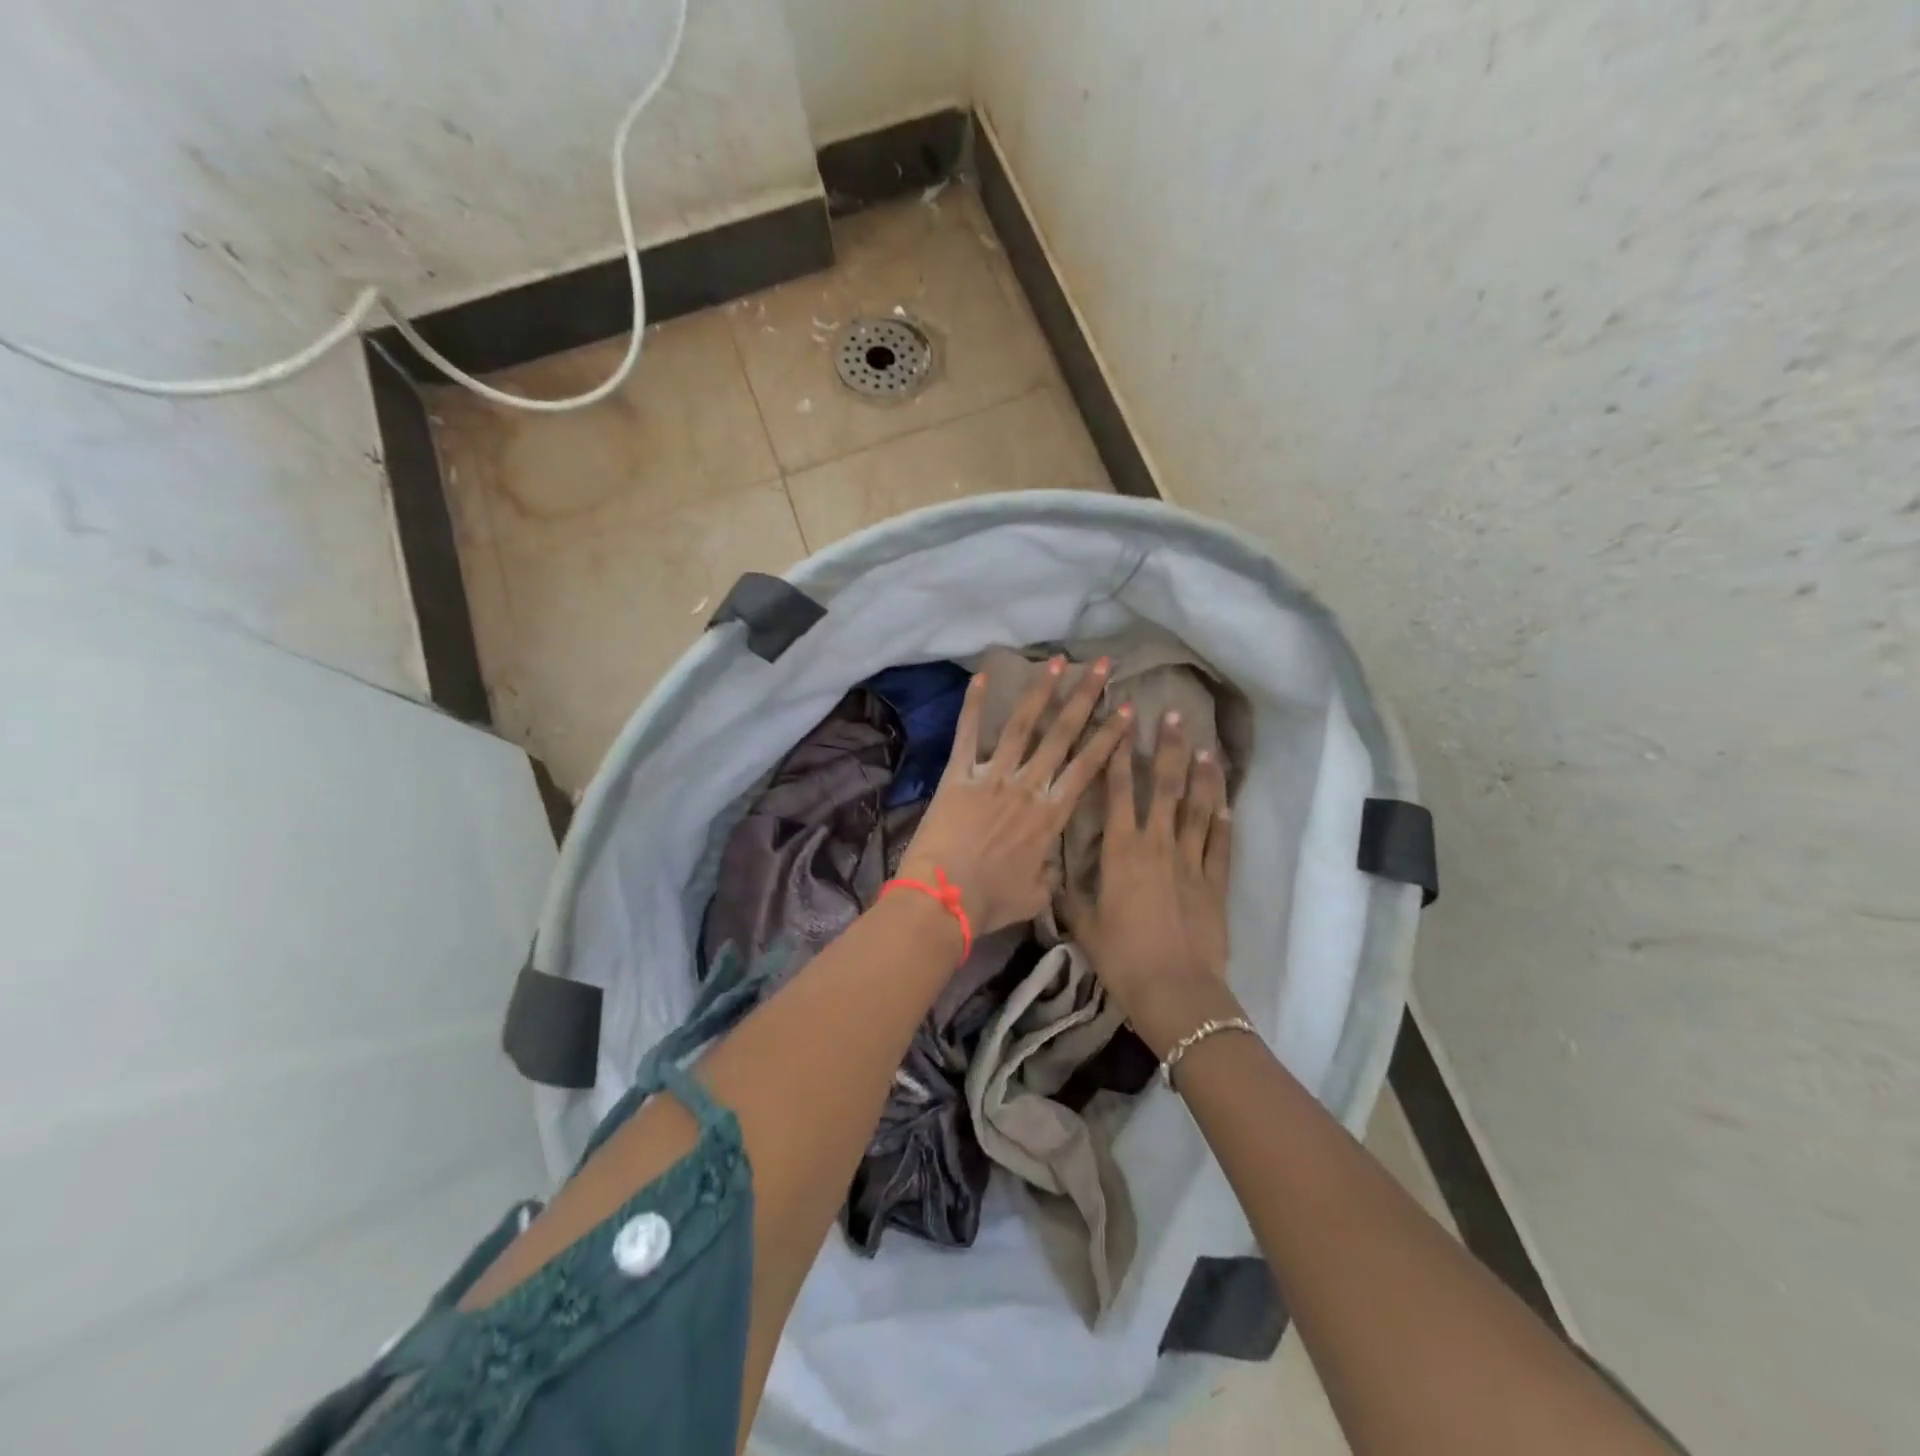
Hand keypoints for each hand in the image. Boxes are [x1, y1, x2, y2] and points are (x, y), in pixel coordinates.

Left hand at [898, 656, 1131, 939]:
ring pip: (1022, 726)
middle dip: (1084, 698)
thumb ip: (1050, 873)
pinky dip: (973, 705)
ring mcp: (992, 777)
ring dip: (1040, 692)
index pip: (1088, 767)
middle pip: (1062, 735)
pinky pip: (967, 734)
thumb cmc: (990, 902)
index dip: (1110, 736)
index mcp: (1051, 815)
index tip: (1128, 708)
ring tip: (1057, 662)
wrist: (943, 900)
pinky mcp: (958, 776)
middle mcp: (1028, 787)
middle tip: (1102, 666)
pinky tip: (981, 676)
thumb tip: (1053, 864)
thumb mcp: (1035, 894)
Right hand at [1067, 709, 1239, 1055]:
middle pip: (1166, 787)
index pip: (1120, 790)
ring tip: (1206, 748)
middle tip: (1175, 715)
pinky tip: (1226, 800)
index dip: (1120, 754)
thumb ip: (1068, 895)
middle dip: (1168, 748)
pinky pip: (1220, 844)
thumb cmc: (1121, 956)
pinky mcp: (1216, 883)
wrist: (1174, 989)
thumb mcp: (1084, 925)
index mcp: (1121, 850)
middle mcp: (1158, 844)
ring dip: (1202, 776)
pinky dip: (1224, 820)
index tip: (1122, 722)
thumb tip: (1050, 876)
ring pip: (1199, 808)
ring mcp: (1191, 861)